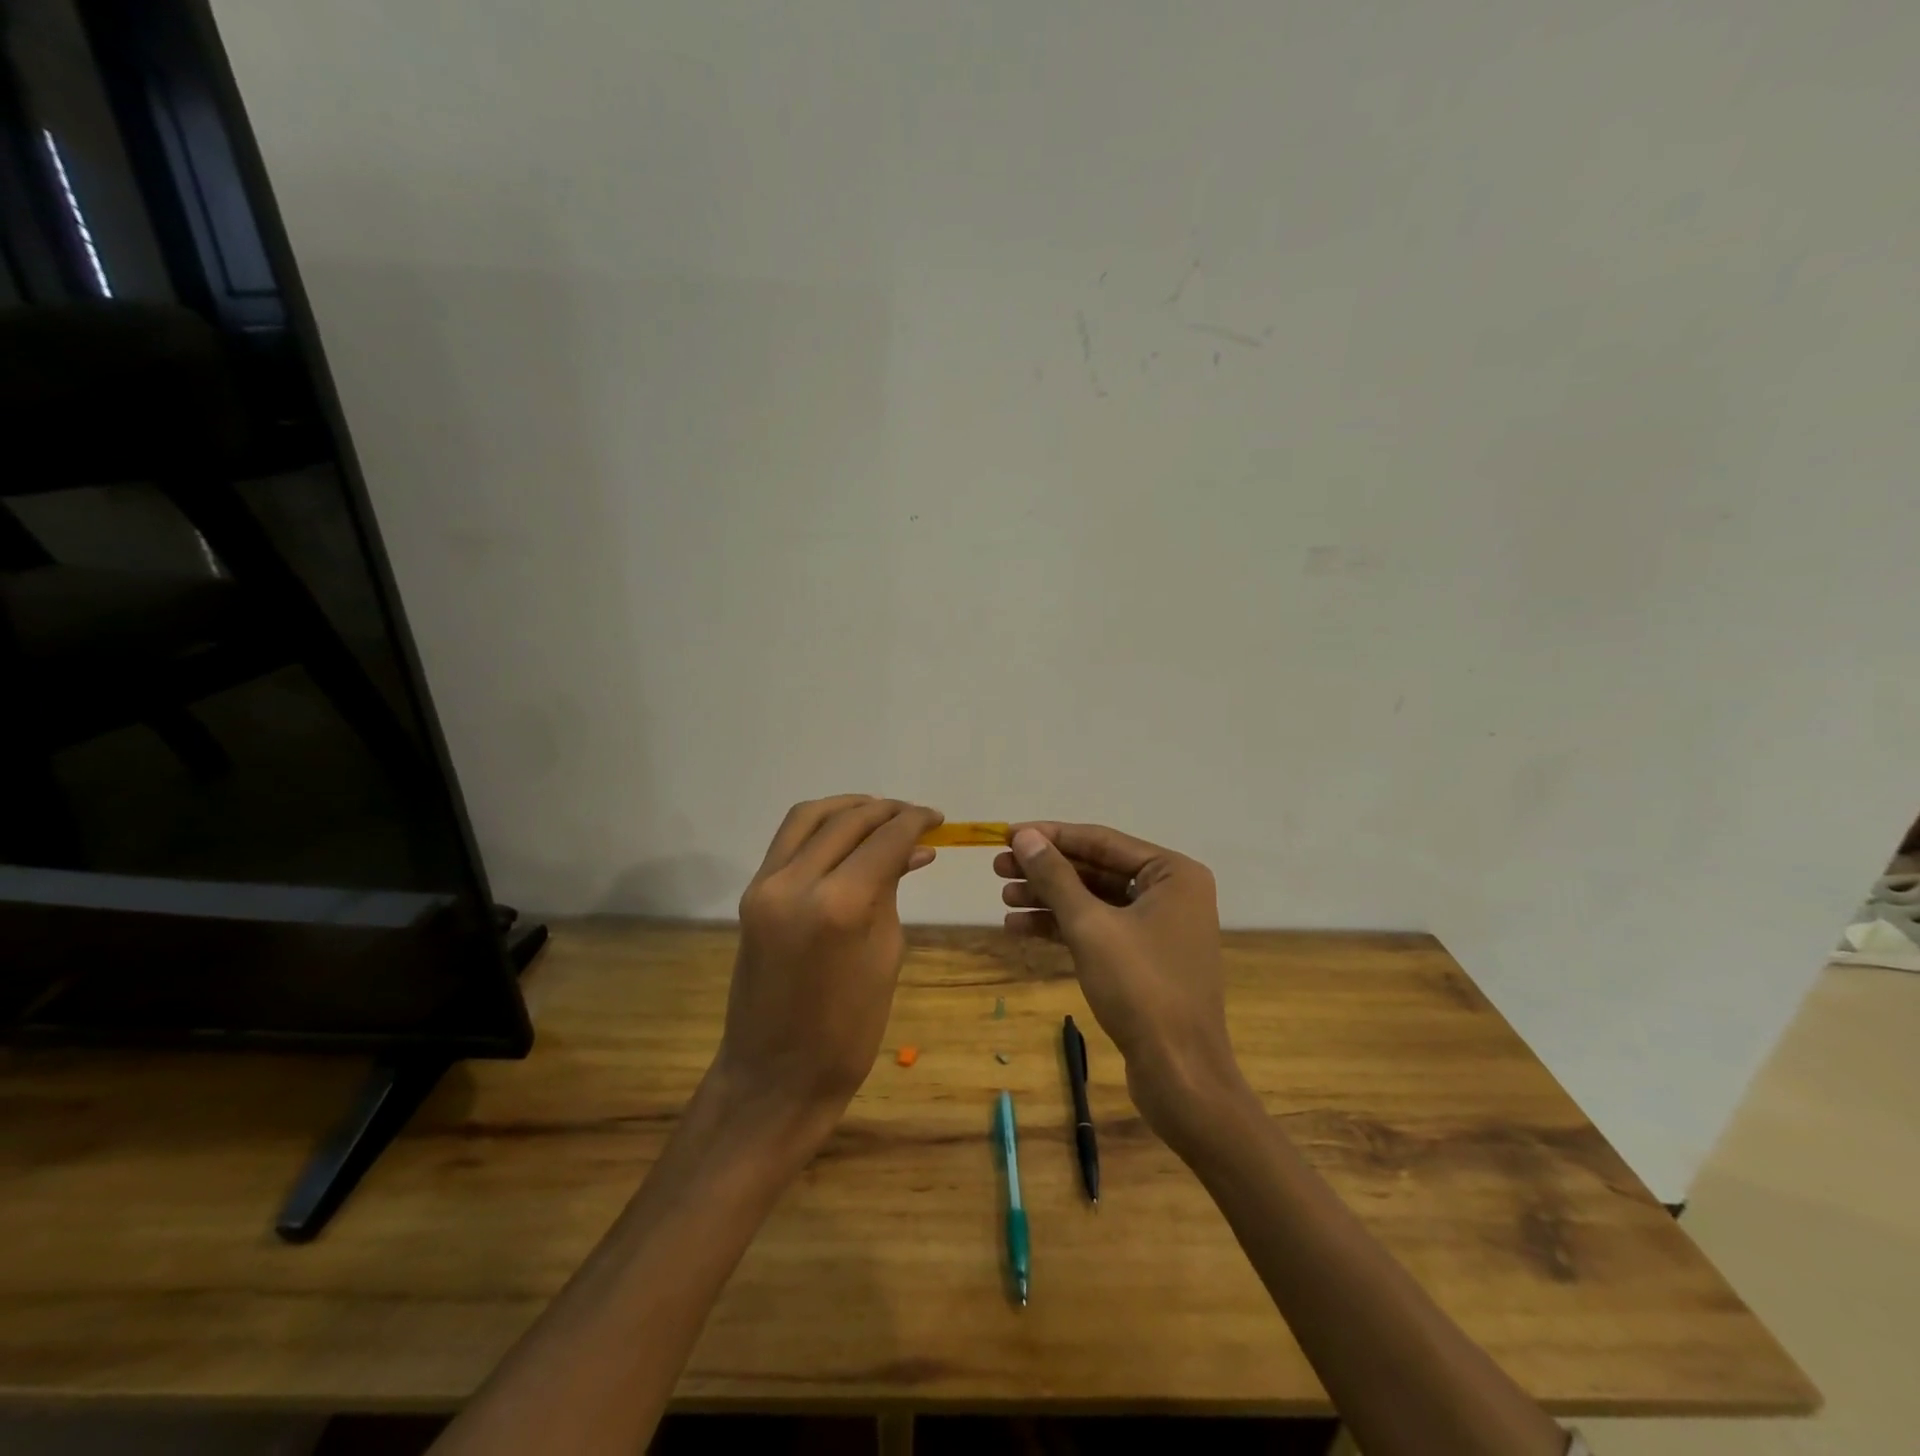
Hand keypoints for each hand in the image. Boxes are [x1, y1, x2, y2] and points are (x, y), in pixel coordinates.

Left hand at [708, 796, 942, 1144]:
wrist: (774, 1075)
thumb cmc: (847, 1030)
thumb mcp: (886, 954)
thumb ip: (891, 890)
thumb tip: (913, 849)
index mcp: (838, 905)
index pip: (884, 839)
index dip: (915, 821)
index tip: (938, 818)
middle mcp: (795, 882)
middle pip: (847, 820)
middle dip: (887, 811)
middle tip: (917, 818)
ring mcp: (765, 885)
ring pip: (809, 816)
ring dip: (849, 808)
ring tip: (882, 816)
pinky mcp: (752, 893)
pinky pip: (788, 839)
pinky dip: (822, 826)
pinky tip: (849, 835)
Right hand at [995, 822, 1250, 1145]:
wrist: (1180, 1074)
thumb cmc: (1140, 989)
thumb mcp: (1090, 926)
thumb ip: (1055, 877)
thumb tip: (1025, 836)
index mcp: (1172, 873)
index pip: (1100, 841)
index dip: (1050, 836)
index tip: (1006, 834)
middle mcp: (1170, 892)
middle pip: (1096, 869)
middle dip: (1046, 870)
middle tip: (997, 868)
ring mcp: (1159, 927)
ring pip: (1094, 900)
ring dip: (1049, 899)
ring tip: (1003, 898)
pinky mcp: (1145, 959)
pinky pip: (1099, 929)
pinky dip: (1063, 927)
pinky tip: (1021, 928)